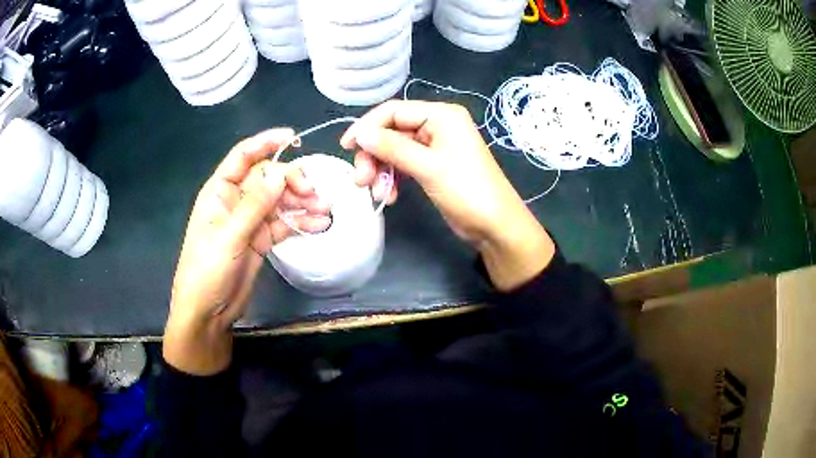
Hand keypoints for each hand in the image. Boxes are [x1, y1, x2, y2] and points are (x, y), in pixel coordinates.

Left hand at [164, 129, 329, 374]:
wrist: (208, 312)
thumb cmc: (206, 271)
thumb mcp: (229, 237)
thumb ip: (255, 205)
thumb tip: (281, 173)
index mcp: (220, 192)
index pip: (243, 157)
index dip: (266, 143)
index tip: (293, 137)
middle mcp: (236, 201)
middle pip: (268, 179)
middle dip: (292, 181)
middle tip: (314, 194)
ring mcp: (250, 221)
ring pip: (279, 202)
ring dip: (302, 203)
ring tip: (326, 210)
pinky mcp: (260, 240)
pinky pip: (283, 225)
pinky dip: (300, 223)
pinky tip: (319, 225)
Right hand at [340, 100, 554, 290]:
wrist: (495, 226)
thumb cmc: (467, 191)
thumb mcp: (428, 167)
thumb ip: (392, 147)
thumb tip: (360, 134)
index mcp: (441, 115)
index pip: (393, 111)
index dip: (367, 127)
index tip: (346, 148)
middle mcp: (437, 126)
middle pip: (391, 132)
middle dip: (374, 156)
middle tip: (361, 181)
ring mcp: (435, 147)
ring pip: (394, 151)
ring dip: (381, 171)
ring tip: (377, 194)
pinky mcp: (433, 166)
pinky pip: (404, 165)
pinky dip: (393, 179)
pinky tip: (389, 196)